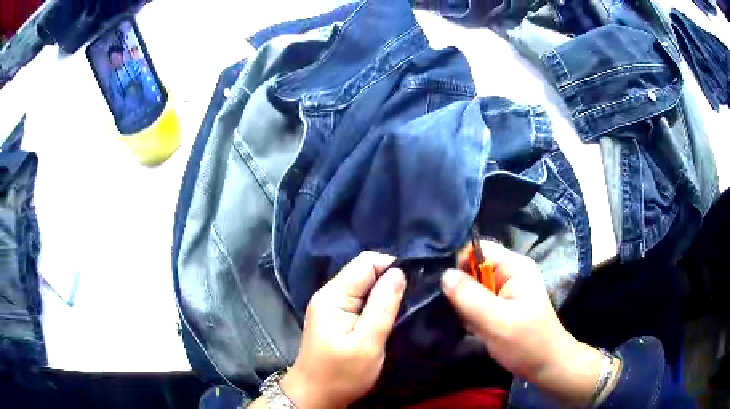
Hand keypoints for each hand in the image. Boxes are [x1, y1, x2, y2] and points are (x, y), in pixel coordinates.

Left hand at [280, 252, 405, 408]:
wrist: (315, 395)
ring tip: (403, 305)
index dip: (392, 267)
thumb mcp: (367, 343)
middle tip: (411, 298)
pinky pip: (358, 298)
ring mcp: (329, 305)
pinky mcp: (334, 317)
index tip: (414, 284)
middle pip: (363, 271)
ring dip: (383, 292)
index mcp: (333, 296)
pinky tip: (387, 313)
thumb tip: (399, 272)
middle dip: (389, 279)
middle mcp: (328, 294)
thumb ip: (383, 306)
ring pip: (362, 285)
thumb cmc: (341, 374)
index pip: (366, 262)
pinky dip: (374, 302)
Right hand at [442, 241, 603, 405]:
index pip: (478, 250)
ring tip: (469, 323)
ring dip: (465, 305)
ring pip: (473, 287)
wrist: (545, 366)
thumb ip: (470, 297)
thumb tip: (445, 275)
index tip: (449, 291)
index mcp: (515, 267)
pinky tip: (474, 328)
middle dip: (462, 289)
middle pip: (473, 268)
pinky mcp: (501, 305)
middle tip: (461, 313)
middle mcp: (510, 273)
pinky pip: (477, 301)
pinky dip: (471, 314)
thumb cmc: (526, 343)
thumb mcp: (497, 321)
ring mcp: (506, 290)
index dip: (460, 265)